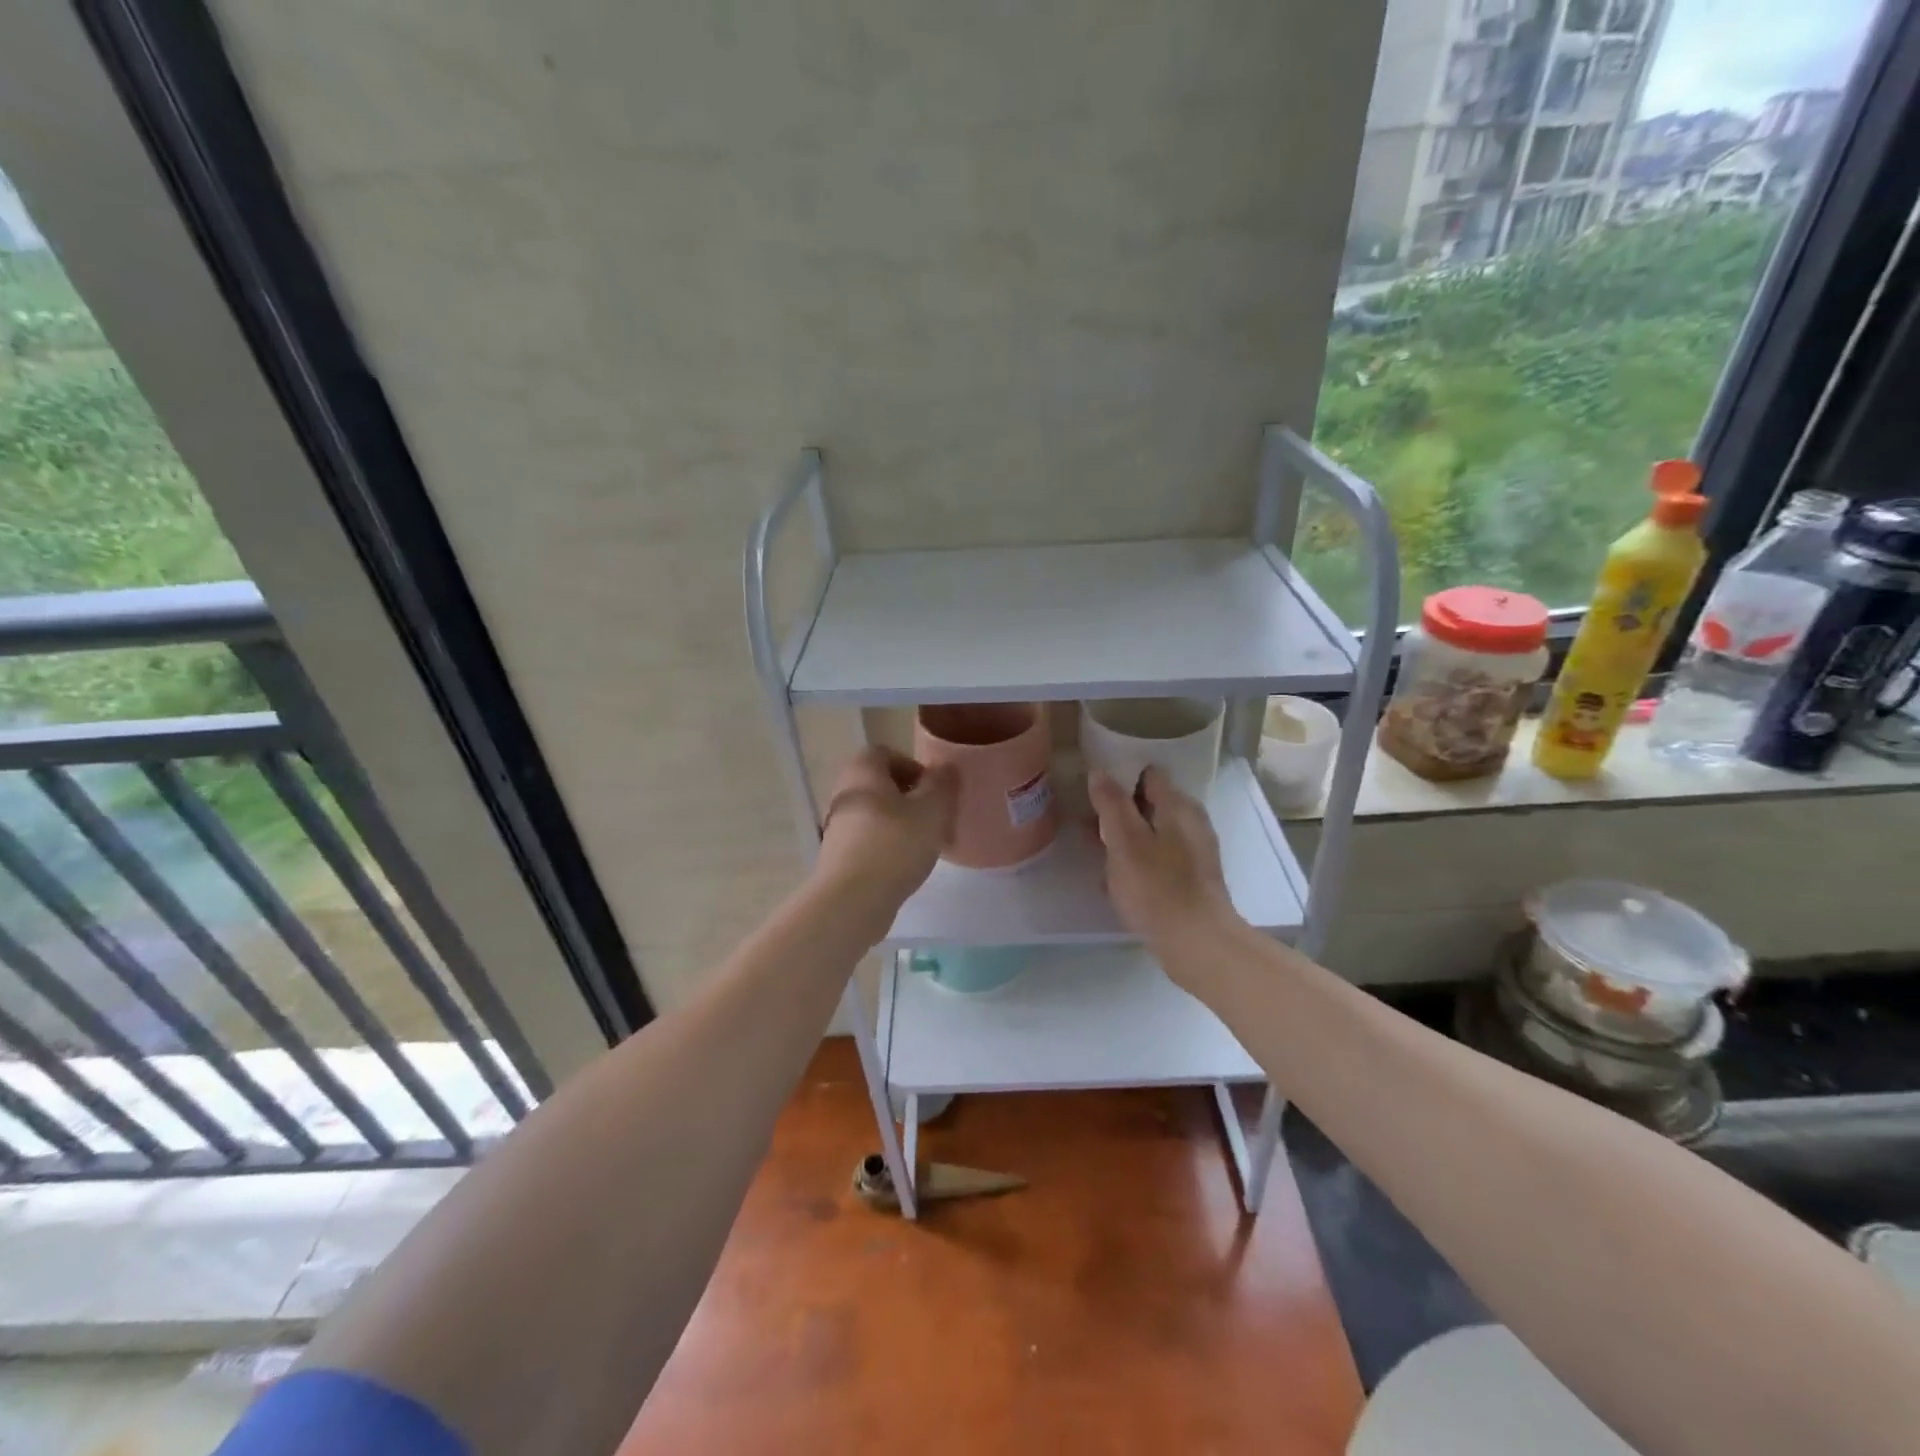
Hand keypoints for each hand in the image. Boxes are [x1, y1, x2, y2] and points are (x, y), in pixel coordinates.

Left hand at [813, 746, 956, 922]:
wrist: (852, 900)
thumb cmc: (895, 845)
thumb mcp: (932, 810)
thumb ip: (942, 785)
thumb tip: (945, 768)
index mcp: (863, 772)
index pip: (884, 752)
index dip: (912, 765)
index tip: (932, 789)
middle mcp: (844, 793)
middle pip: (878, 783)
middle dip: (908, 796)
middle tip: (933, 816)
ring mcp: (836, 826)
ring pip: (873, 813)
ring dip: (898, 822)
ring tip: (923, 843)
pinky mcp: (837, 856)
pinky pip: (867, 839)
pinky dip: (886, 845)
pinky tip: (905, 865)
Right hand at [1089, 766, 1239, 959]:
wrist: (1197, 944)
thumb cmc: (1156, 887)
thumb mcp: (1125, 841)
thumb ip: (1111, 804)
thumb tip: (1100, 773)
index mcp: (1178, 806)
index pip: (1148, 774)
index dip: (1119, 775)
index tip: (1092, 787)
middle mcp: (1191, 822)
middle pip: (1150, 803)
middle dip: (1118, 809)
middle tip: (1086, 821)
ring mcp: (1194, 852)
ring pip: (1152, 832)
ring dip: (1125, 838)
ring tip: (1095, 851)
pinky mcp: (1192, 879)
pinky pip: (1158, 859)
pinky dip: (1137, 862)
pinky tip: (1116, 881)